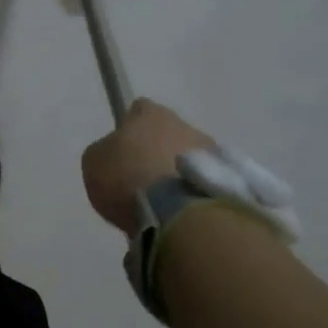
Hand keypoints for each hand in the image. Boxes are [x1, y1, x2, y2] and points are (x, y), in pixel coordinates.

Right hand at [81, 99, 219, 236]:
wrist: (180, 215)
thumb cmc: (128, 178)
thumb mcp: (94, 162)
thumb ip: (105, 152)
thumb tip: (117, 155)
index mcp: (150, 113)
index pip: (139, 110)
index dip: (129, 129)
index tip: (122, 151)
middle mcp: (185, 125)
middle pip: (168, 135)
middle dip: (157, 154)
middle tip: (142, 182)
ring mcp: (213, 153)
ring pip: (189, 161)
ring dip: (178, 176)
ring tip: (164, 206)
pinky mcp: (232, 182)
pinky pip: (204, 185)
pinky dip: (194, 196)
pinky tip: (181, 217)